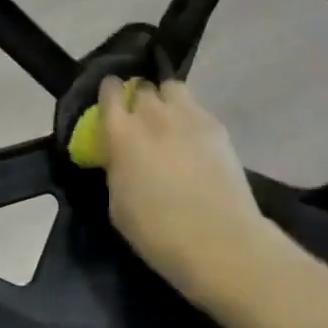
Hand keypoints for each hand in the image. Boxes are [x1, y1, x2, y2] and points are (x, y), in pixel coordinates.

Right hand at [98, 77, 266, 304]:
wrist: (218, 239)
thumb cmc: (157, 232)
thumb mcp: (118, 205)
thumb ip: (116, 169)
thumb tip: (121, 157)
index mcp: (122, 134)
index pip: (110, 92)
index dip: (109, 94)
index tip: (111, 103)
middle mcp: (153, 115)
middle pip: (143, 88)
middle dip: (139, 100)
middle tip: (141, 121)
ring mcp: (189, 116)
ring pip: (172, 88)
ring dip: (166, 99)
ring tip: (169, 121)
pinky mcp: (217, 125)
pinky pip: (197, 107)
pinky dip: (190, 116)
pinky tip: (194, 139)